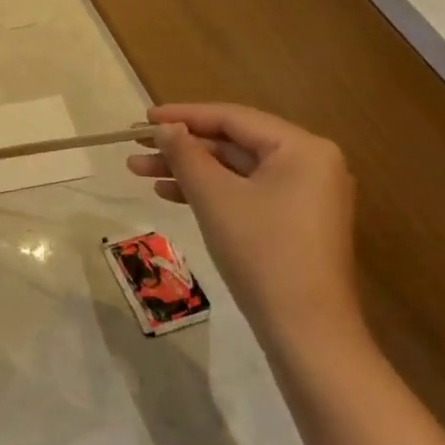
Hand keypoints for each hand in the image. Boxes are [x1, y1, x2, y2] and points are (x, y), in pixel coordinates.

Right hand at [127, 103, 365, 355]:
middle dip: (181, 147)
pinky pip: (245, 192)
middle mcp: (309, 164)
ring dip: (188, 170)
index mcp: (302, 148)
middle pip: (233, 143)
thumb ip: (186, 154)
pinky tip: (169, 193)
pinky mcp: (293, 221)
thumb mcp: (215, 197)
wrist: (305, 329)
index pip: (233, 118)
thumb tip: (165, 127)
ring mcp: (303, 195)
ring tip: (139, 171)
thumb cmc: (261, 251)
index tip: (143, 119)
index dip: (183, 115)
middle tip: (135, 147)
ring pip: (234, 170)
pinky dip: (209, 191)